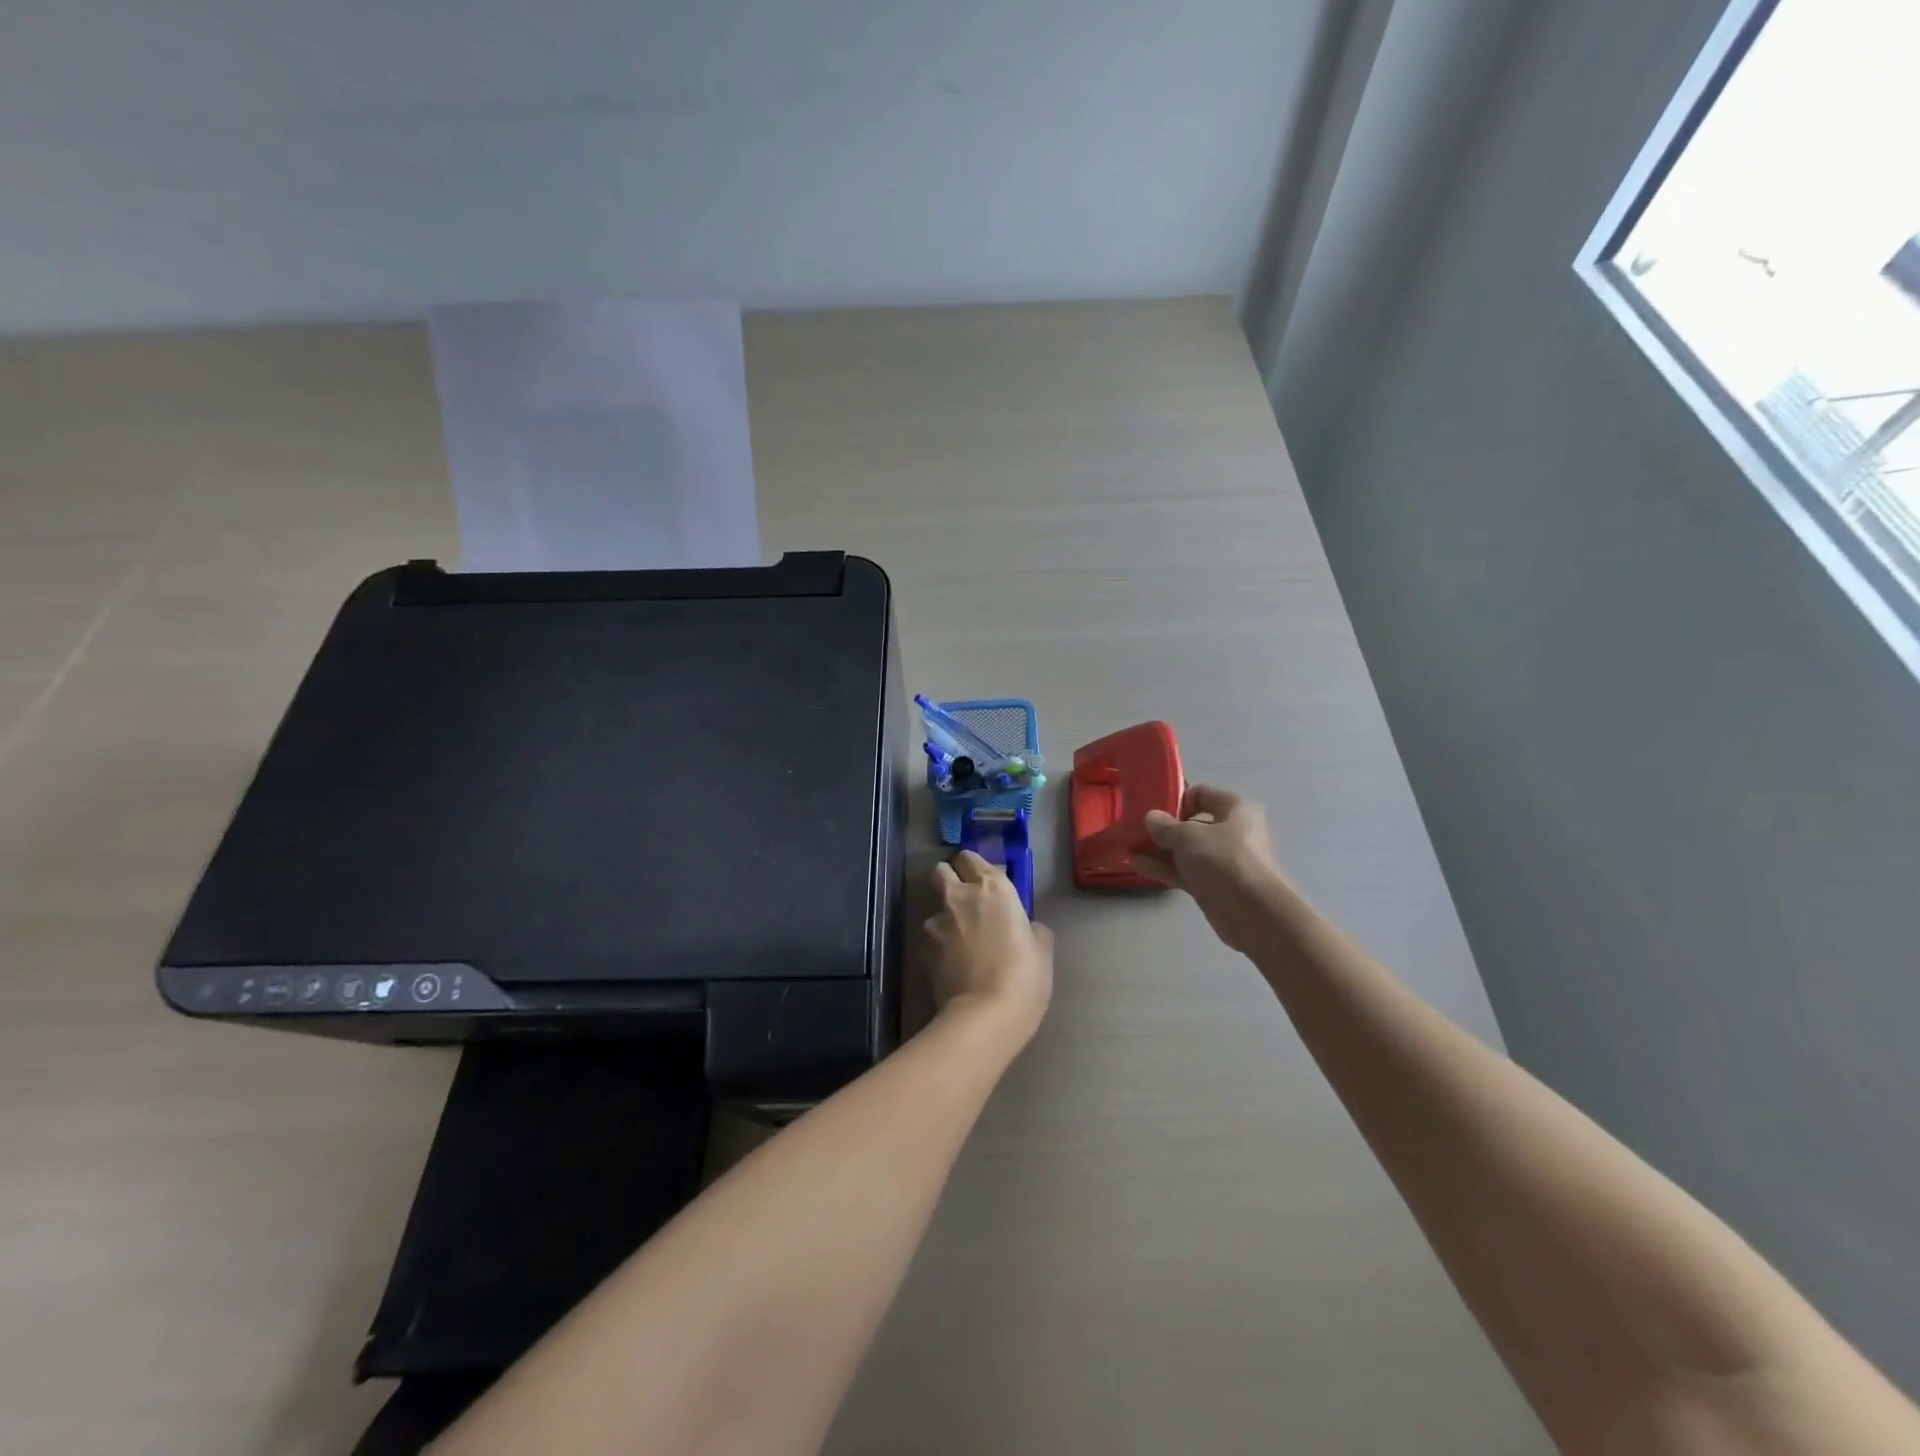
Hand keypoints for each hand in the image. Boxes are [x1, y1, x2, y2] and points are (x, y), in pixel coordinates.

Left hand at [925, 851, 1053, 1038]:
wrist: (986, 1015)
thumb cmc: (1024, 977)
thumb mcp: (1041, 949)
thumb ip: (1030, 928)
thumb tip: (1025, 927)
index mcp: (993, 888)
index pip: (970, 857)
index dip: (972, 867)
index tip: (981, 881)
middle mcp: (960, 896)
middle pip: (940, 871)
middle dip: (948, 879)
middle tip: (963, 900)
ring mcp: (936, 923)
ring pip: (933, 909)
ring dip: (944, 920)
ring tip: (959, 946)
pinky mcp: (922, 950)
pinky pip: (929, 941)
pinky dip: (938, 949)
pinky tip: (952, 967)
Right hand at [1131, 784, 1285, 953]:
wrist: (1254, 913)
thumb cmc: (1224, 860)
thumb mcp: (1188, 836)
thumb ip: (1165, 826)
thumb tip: (1152, 818)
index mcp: (1235, 809)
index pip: (1201, 794)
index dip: (1175, 800)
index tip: (1152, 812)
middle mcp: (1233, 831)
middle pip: (1192, 824)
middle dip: (1163, 829)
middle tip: (1135, 832)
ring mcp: (1224, 861)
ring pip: (1187, 851)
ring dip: (1160, 850)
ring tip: (1129, 849)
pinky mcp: (1215, 885)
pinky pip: (1186, 871)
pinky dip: (1165, 868)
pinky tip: (1138, 865)